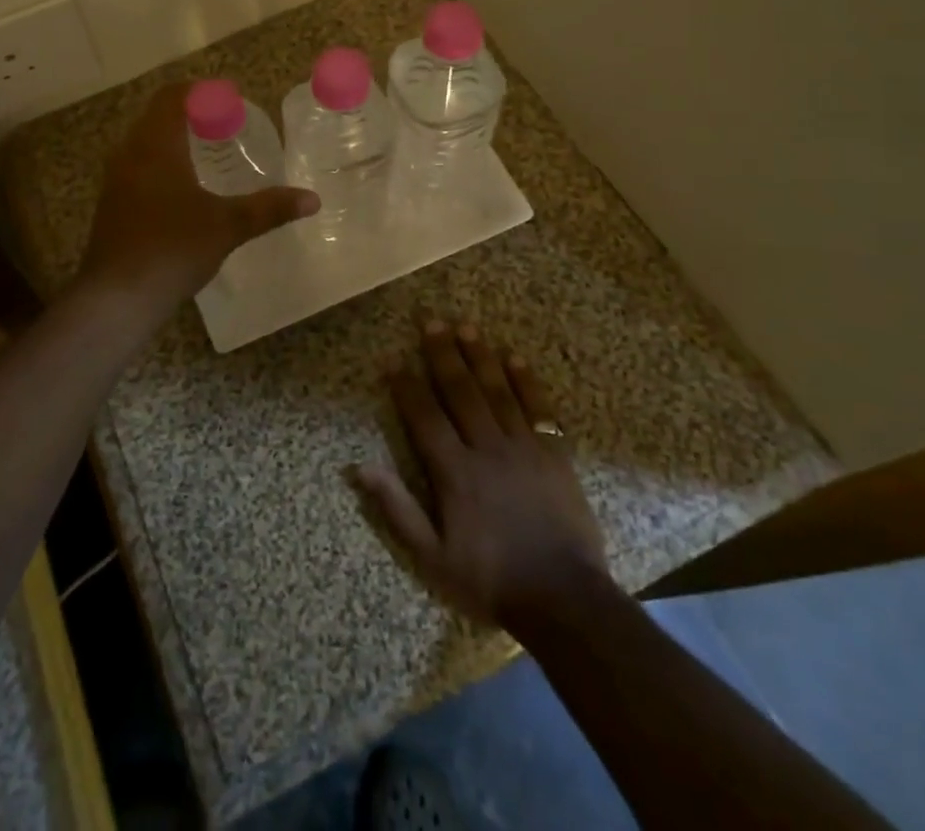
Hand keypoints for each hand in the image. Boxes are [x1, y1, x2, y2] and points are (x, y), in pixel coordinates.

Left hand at [79, 83, 317, 311]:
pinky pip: (137, 167)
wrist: (116, 298)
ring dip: (173, 140)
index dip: (200, 91)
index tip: (229, 98)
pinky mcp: (111, 205)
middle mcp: (130, 154)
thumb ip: (269, 208)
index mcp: (156, 146)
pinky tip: (183, 190)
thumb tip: (311, 199)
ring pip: (145, 143)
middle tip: (225, 125)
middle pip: (157, 117)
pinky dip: (161, 164)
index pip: (172, 97)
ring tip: (208, 153)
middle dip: (190, 115)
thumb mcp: (227, 226)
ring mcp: (115, 180)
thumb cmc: (172, 249)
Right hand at [354, 319, 609, 627]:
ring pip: (497, 391)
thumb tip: (359, 467)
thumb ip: (397, 508)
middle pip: (461, 392)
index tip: (392, 359)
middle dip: (443, 355)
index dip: (406, 386)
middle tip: (431, 321)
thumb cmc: (491, 579)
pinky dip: (526, 382)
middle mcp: (487, 448)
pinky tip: (515, 358)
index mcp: (455, 472)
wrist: (565, 601)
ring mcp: (525, 448)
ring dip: (480, 356)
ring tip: (466, 326)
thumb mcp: (432, 557)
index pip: (424, 417)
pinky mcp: (555, 455)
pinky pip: (539, 409)